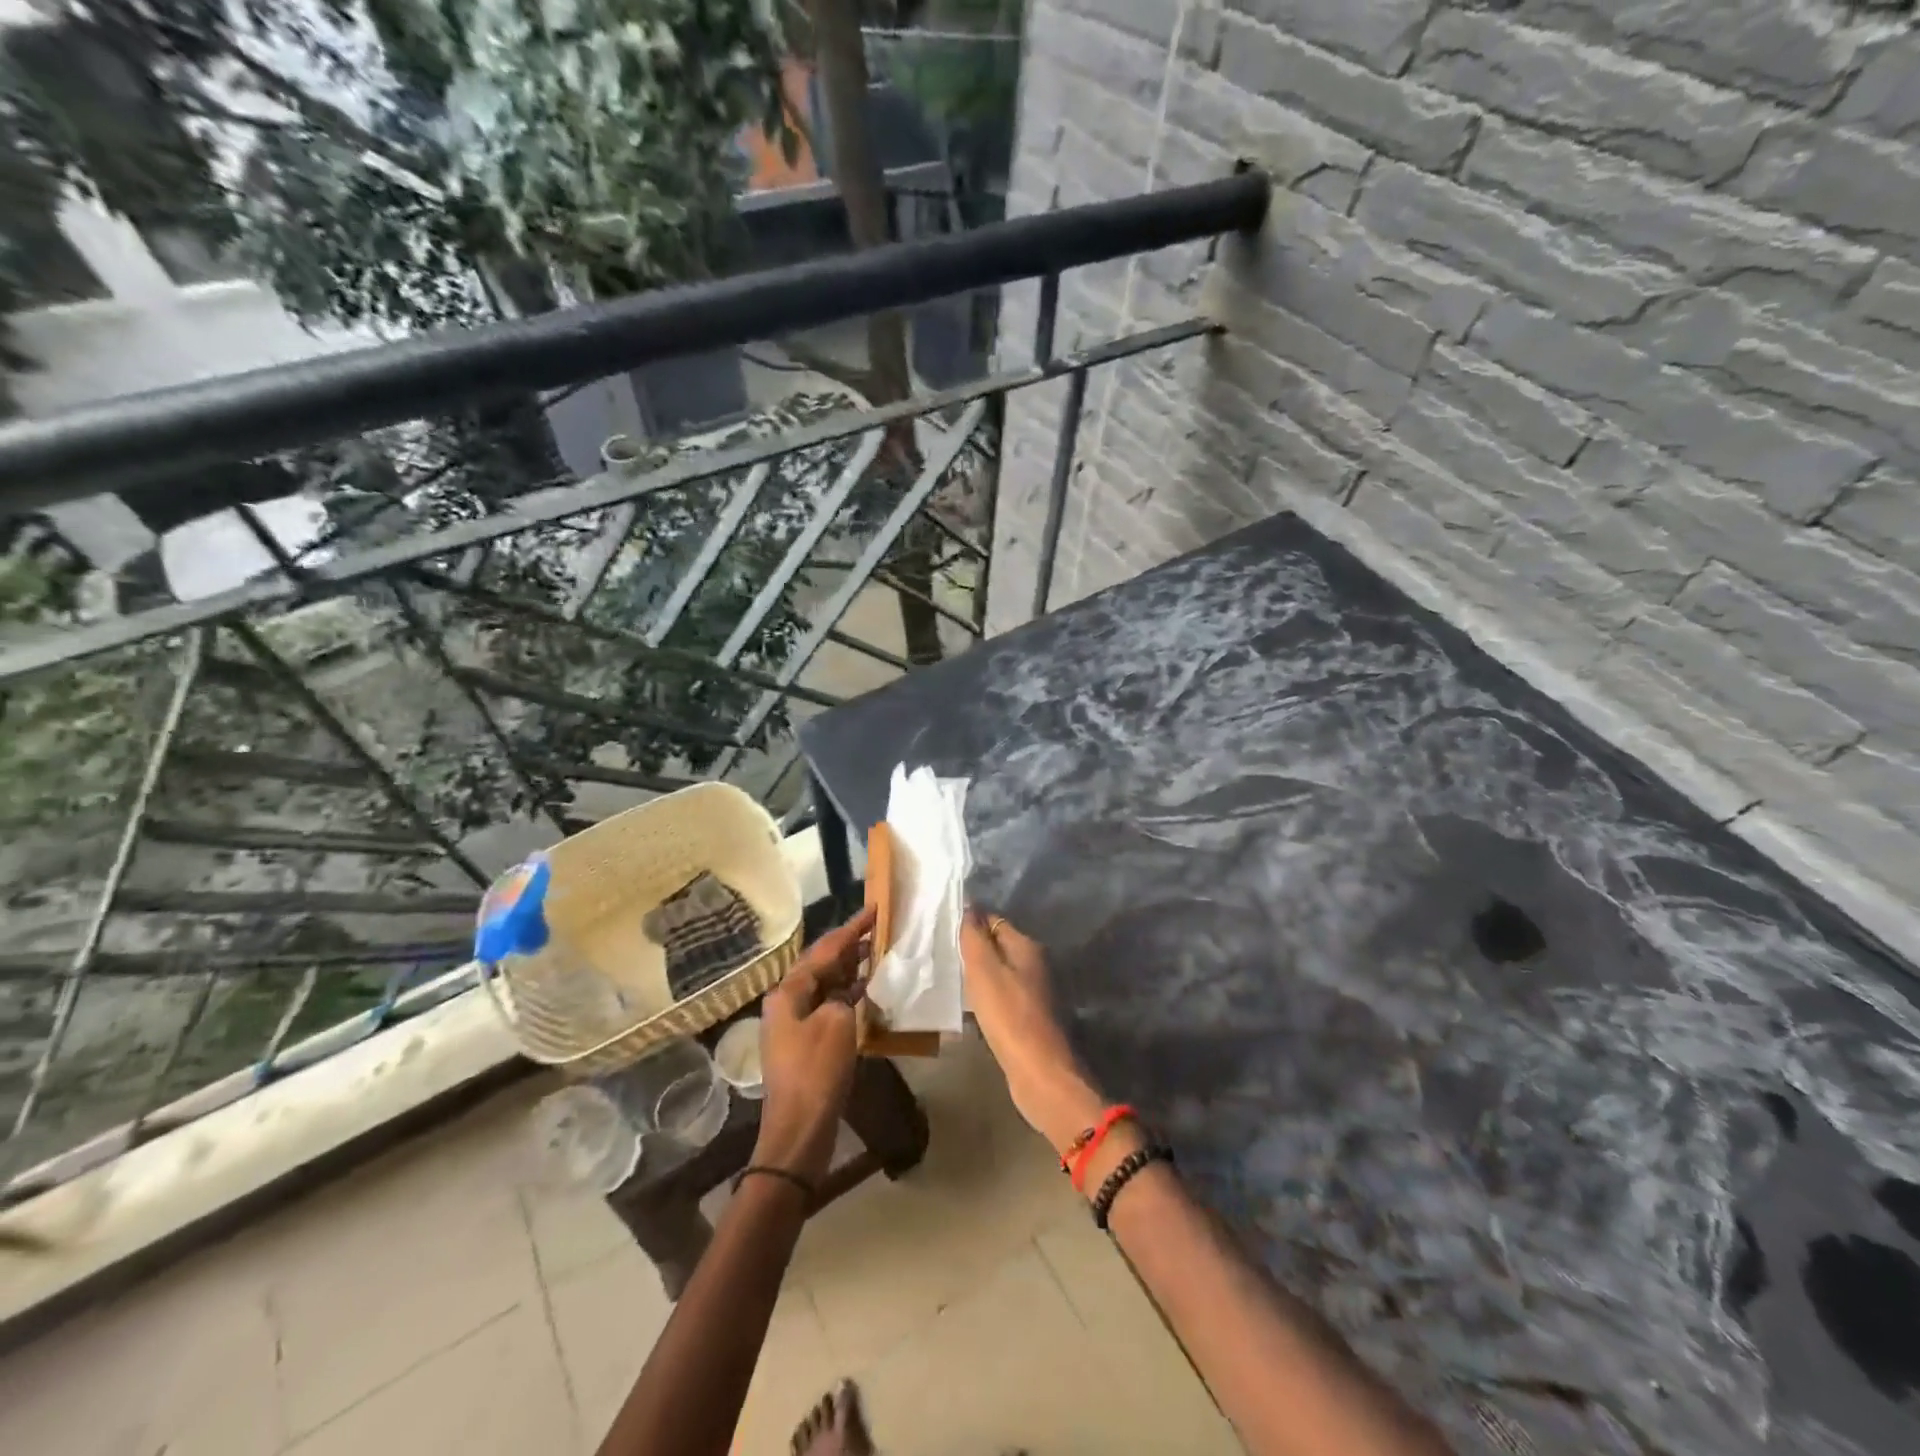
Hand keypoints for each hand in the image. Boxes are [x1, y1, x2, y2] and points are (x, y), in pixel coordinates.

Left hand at [753, 906, 874, 1183]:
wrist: (799, 1131)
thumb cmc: (816, 1072)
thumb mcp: (837, 1024)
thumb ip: (844, 996)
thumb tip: (847, 992)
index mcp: (788, 992)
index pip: (824, 949)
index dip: (851, 928)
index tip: (875, 909)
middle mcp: (786, 1002)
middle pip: (821, 964)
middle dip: (849, 945)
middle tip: (879, 927)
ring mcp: (794, 1023)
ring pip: (825, 984)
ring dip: (850, 968)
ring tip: (878, 951)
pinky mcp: (805, 1043)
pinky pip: (828, 1005)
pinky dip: (848, 994)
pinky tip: (868, 989)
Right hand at [960, 907, 1103, 1155]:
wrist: (1039, 1072)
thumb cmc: (1009, 1016)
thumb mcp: (984, 971)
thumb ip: (974, 938)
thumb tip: (969, 906)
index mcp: (1027, 947)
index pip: (994, 921)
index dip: (971, 923)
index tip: (945, 930)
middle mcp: (1036, 964)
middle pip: (999, 946)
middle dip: (975, 949)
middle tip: (945, 956)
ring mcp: (1036, 992)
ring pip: (1002, 973)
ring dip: (981, 976)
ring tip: (954, 980)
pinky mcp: (1031, 1017)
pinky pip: (1004, 997)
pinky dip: (988, 998)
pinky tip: (973, 1008)